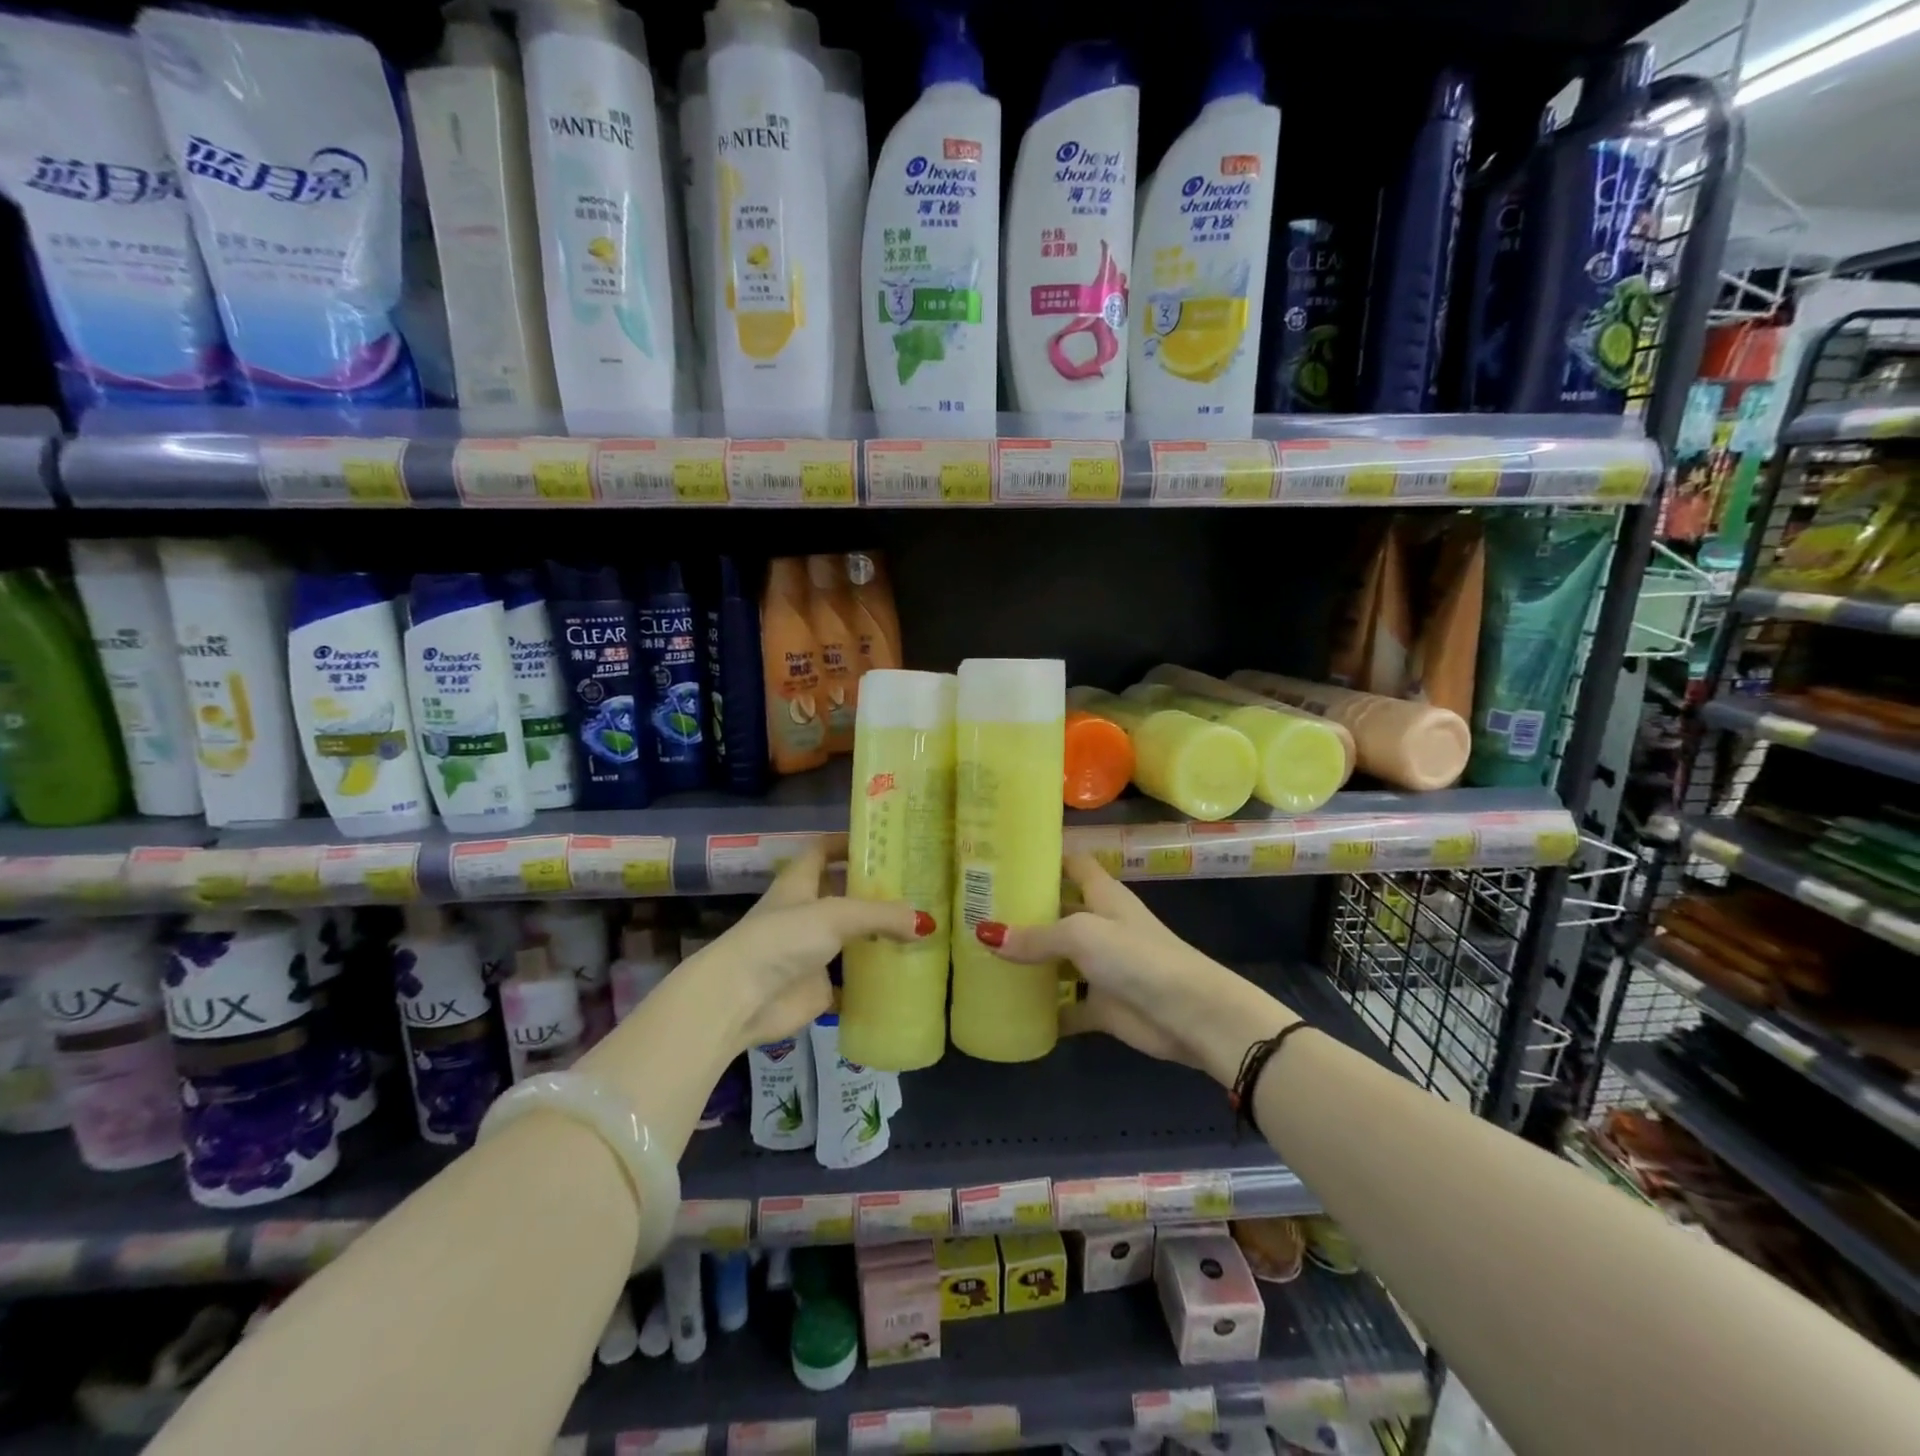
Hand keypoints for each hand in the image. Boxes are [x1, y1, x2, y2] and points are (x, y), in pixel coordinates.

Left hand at [694, 835, 929, 1051]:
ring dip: (878, 936)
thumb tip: (927, 922)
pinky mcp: (816, 988)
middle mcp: (804, 913)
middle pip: (842, 894)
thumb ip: (881, 915)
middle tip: (917, 888)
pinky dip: (873, 980)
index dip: (848, 842)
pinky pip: (851, 981)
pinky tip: (905, 975)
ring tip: (921, 929)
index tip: (883, 842)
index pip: (823, 850)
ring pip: (850, 938)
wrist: (740, 1000)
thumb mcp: (836, 915)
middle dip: (874, 892)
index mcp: (800, 883)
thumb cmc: (783, 939)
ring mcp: (810, 952)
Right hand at [977, 854, 1294, 1085]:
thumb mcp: (1082, 935)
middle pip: (1060, 911)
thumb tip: (986, 934)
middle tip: (978, 910)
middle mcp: (1102, 926)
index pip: (1074, 864)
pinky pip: (1067, 1006)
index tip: (1006, 856)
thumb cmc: (1137, 957)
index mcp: (1103, 896)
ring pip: (1059, 960)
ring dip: (1030, 961)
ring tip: (983, 956)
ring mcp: (1103, 967)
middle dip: (1025, 912)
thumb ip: (1036, 936)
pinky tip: (1012, 1010)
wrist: (1190, 1014)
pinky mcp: (1104, 1006)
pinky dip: (1046, 1010)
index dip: (1046, 858)